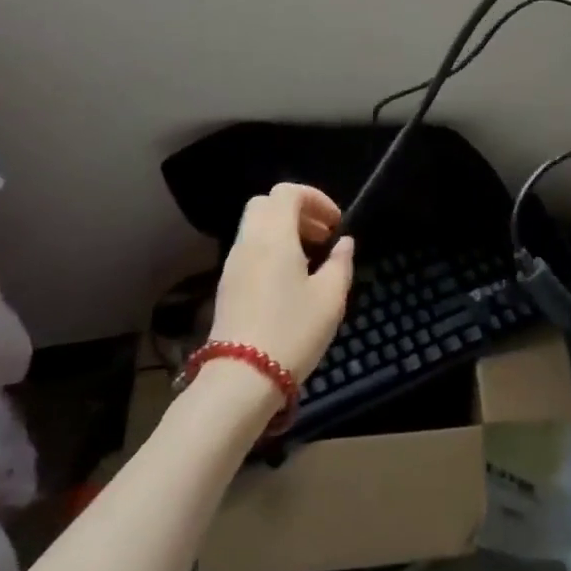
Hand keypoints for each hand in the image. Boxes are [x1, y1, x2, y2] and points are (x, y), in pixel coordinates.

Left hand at [208, 183, 354, 381]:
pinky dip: (270, 249)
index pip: (287, 192)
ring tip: (310, 259)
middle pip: (267, 204)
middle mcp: (249, 241)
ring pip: (256, 226)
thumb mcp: (330, 298)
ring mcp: (233, 263)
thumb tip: (343, 244)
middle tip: (321, 236)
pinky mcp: (226, 285)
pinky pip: (249, 249)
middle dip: (297, 211)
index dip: (315, 198)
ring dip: (284, 231)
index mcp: (274, 235)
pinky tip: (289, 280)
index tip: (335, 223)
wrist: (240, 379)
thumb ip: (340, 263)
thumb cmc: (292, 331)